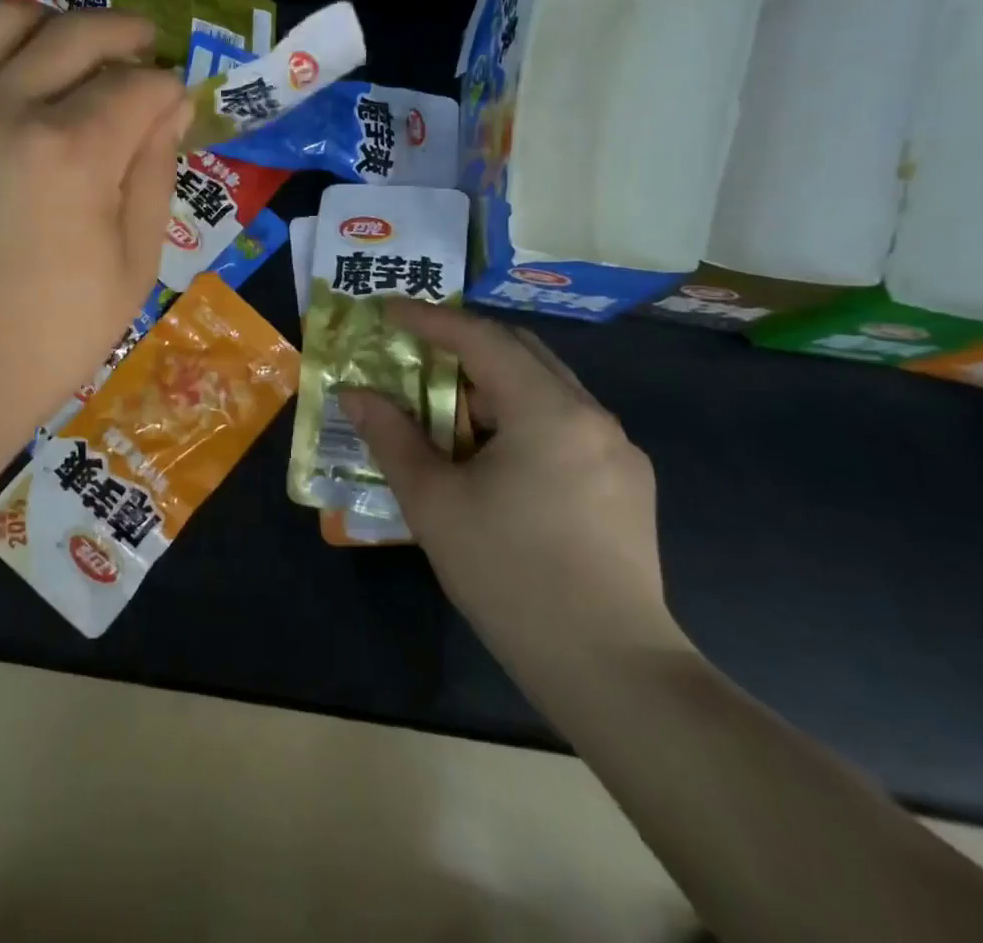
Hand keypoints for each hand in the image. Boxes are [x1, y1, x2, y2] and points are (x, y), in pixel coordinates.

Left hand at [0, 0, 191, 458]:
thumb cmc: (51, 336)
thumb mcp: (133, 264)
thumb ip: (155, 172)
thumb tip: (171, 105)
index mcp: (73, 151)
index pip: (140, 85)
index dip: (169, 90)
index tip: (175, 107)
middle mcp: (6, 109)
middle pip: (77, 32)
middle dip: (124, 32)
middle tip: (143, 48)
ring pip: (1, 20)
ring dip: (49, 23)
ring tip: (68, 50)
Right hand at [339, 303, 689, 681]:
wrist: (611, 670)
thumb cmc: (510, 575)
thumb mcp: (434, 502)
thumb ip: (391, 437)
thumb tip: (355, 394)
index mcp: (548, 411)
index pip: (482, 339)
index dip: (431, 320)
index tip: (389, 310)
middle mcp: (592, 416)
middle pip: (521, 353)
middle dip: (464, 344)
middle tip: (416, 352)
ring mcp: (618, 452)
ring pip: (546, 389)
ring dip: (493, 383)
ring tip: (447, 408)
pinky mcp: (627, 484)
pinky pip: (565, 424)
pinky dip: (521, 416)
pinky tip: (494, 455)